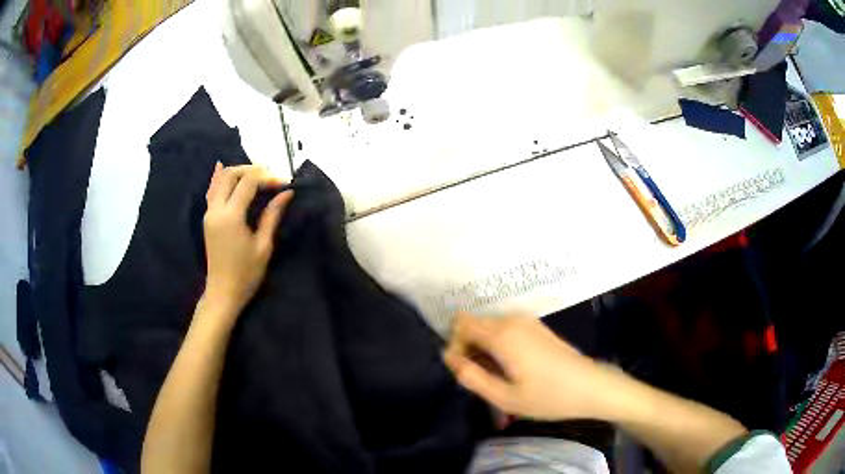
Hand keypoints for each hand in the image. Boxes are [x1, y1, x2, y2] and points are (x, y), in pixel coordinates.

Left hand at [202, 163, 292, 314]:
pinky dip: (218, 178)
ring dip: (237, 171)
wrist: (223, 293)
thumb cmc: (246, 274)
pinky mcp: (208, 218)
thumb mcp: (263, 245)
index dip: (267, 178)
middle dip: (252, 169)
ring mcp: (209, 213)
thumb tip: (286, 193)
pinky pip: (212, 190)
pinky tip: (221, 166)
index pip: (248, 183)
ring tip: (256, 172)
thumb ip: (272, 215)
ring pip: (219, 180)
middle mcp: (216, 209)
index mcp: (231, 216)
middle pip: (231, 175)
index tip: (285, 182)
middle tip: (271, 175)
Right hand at [444, 313, 617, 420]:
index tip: (463, 371)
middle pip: (474, 323)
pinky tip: (510, 368)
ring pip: (489, 326)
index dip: (455, 346)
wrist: (590, 387)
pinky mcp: (537, 327)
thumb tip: (450, 359)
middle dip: (468, 347)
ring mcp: (527, 321)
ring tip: (495, 376)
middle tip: (478, 377)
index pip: (461, 325)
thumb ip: (472, 377)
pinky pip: (505, 329)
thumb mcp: (504, 397)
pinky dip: (498, 344)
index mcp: (502, 335)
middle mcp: (512, 320)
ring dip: (483, 347)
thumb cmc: (548, 396)